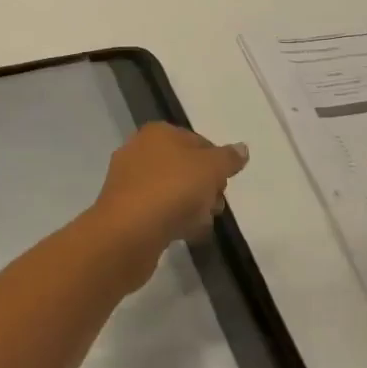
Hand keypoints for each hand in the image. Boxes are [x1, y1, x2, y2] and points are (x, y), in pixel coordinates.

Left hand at [86, 123, 248, 288]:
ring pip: (172, 190)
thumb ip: (228, 158)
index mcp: (157, 133)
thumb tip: (242, 149)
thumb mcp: (211, 168)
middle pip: (184, 167)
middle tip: (214, 206)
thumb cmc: (172, 189)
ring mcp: (128, 182)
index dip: (217, 163)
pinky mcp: (124, 211)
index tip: (224, 185)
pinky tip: (185, 234)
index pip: (198, 142)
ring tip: (201, 224)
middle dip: (205, 187)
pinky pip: (158, 211)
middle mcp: (139, 151)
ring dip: (191, 207)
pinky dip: (173, 220)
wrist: (128, 233)